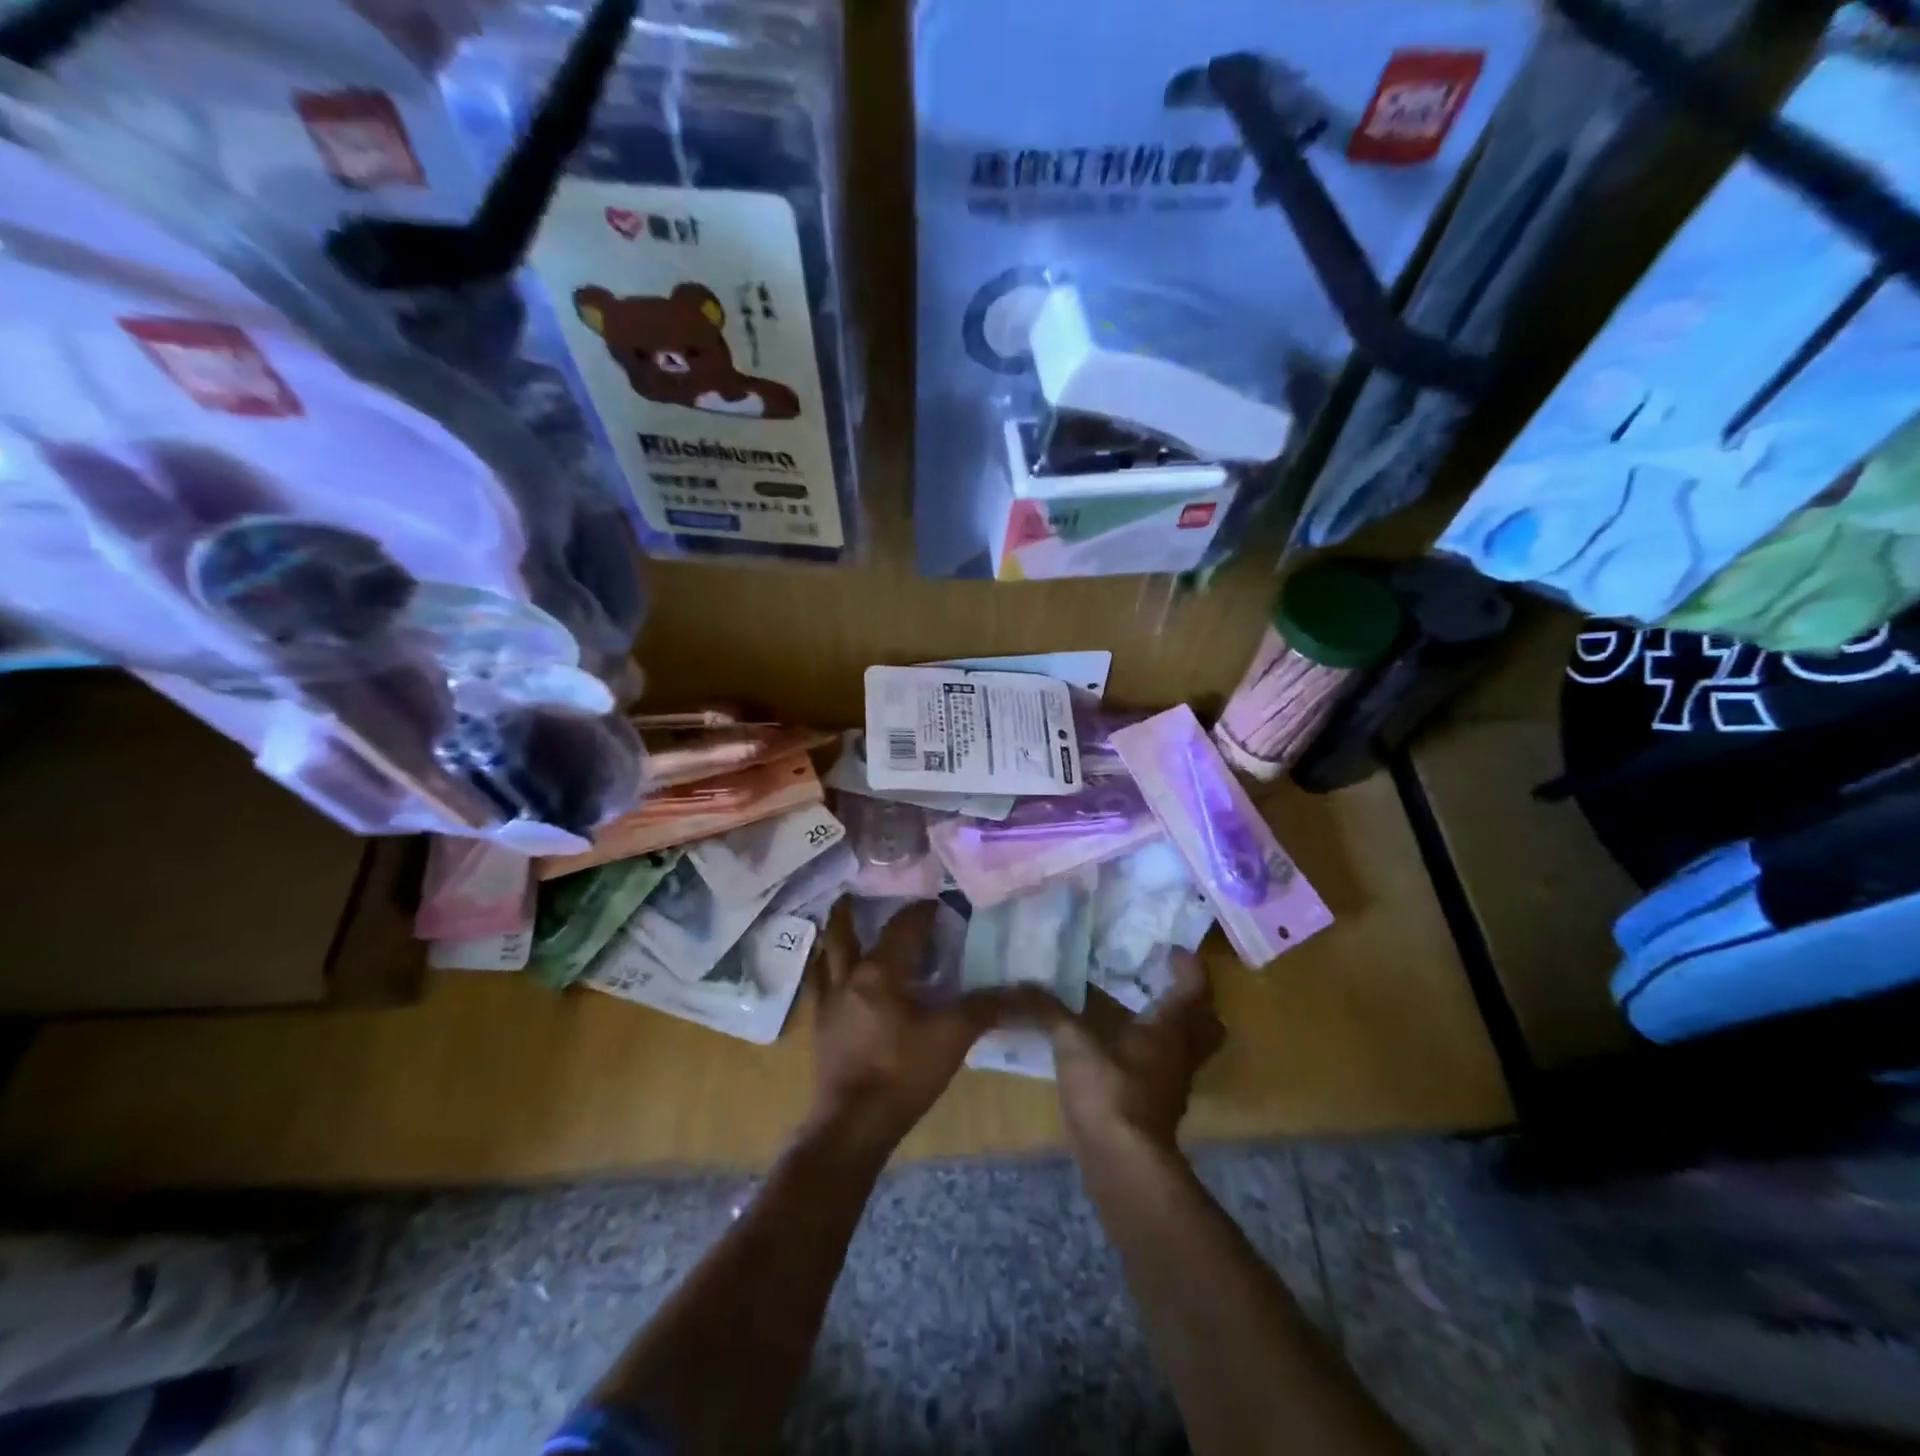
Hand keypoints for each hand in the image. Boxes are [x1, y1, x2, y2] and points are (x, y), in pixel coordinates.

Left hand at [810, 901, 1037, 1149]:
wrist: (852, 1125)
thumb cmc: (902, 1075)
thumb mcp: (952, 1038)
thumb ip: (987, 1008)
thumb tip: (1029, 991)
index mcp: (881, 971)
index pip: (904, 926)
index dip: (923, 910)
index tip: (940, 902)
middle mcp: (849, 976)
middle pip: (847, 930)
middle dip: (858, 909)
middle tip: (867, 892)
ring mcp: (828, 1001)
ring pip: (827, 953)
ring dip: (836, 934)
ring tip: (845, 919)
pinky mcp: (820, 1026)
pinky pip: (818, 984)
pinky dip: (825, 968)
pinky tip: (833, 973)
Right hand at [1050, 949, 1224, 1153]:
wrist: (1124, 1164)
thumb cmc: (1108, 1092)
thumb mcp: (1073, 1044)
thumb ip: (1049, 1012)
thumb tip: (1021, 985)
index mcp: (1171, 1029)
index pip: (1195, 989)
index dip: (1188, 967)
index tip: (1171, 951)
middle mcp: (1181, 1054)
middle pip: (1208, 1024)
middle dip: (1196, 1002)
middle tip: (1167, 983)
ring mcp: (1174, 1085)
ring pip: (1191, 1050)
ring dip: (1178, 1029)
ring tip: (1145, 1013)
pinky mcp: (1159, 1109)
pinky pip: (1169, 1070)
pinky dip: (1156, 1055)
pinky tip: (1125, 1053)